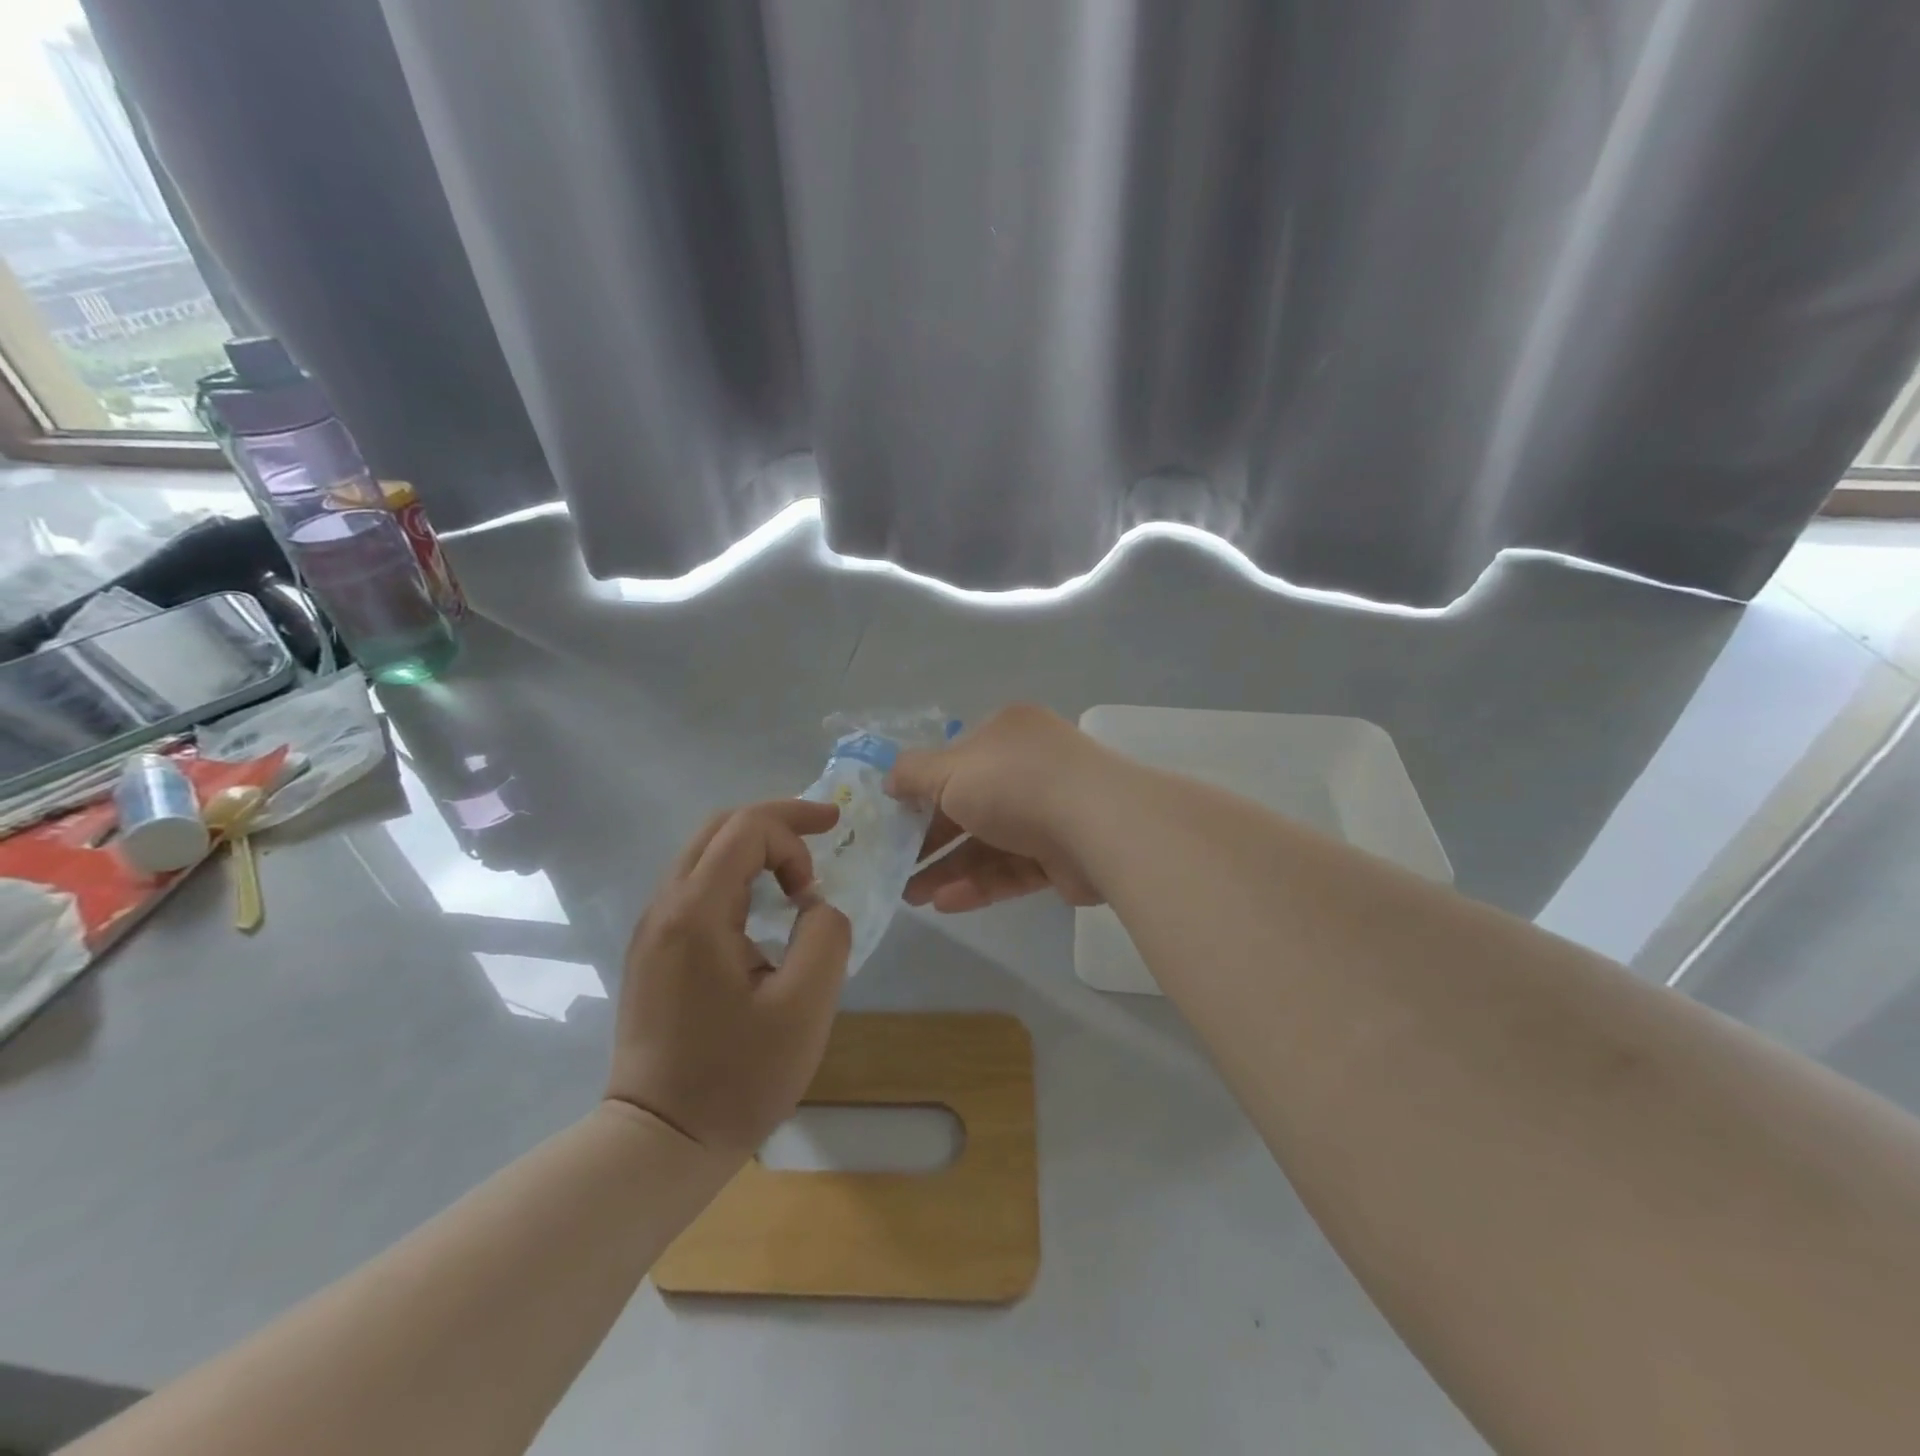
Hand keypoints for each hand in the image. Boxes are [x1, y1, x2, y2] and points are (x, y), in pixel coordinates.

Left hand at [607, 801, 851, 1151]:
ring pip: (704, 853)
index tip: (817, 886)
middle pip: (719, 828)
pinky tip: (762, 903)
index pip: (746, 829)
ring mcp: (652, 929)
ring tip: (798, 870)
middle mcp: (664, 907)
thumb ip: (825, 935)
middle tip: (824, 830)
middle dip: (777, 821)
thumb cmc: (736, 1077)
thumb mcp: (805, 1006)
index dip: (795, 832)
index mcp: (696, 912)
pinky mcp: (652, 951)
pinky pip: (695, 885)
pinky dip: (737, 874)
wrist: (660, 1141)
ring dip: (756, 846)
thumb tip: (812, 905)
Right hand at [886, 704, 1110, 911]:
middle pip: (970, 806)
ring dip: (949, 868)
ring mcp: (1050, 813)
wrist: (1101, 826)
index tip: (894, 819)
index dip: (922, 789)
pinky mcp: (1063, 857)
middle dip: (930, 839)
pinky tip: (946, 904)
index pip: (956, 760)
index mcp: (1007, 734)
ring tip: (910, 897)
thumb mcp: (950, 771)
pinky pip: (1013, 869)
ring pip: (990, 843)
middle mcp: (1030, 768)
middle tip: (895, 867)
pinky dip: (980, 884)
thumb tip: (889, 782)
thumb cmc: (1016, 784)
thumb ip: (913, 775)